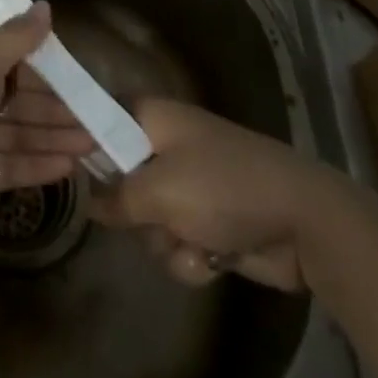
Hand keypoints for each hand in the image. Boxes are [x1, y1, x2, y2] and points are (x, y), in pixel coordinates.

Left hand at [0, 2, 95, 229]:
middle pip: (18, 98)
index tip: (78, 73)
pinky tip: (70, 169)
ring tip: (94, 145)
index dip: (43, 65)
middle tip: (98, 118)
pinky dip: (38, 165)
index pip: (9, 58)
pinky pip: (11, 164)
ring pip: (19, 132)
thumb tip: (45, 5)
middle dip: (57, 108)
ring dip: (54, 137)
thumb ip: (17, 37)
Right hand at [88, 97, 334, 289]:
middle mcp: (166, 147)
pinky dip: (191, 257)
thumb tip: (90, 202)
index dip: (83, 142)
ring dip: (165, 241)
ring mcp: (190, 186)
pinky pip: (177, 243)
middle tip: (147, 215)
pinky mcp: (210, 223)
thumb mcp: (160, 190)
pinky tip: (213, 260)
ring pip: (147, 220)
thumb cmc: (225, 188)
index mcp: (152, 119)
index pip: (101, 117)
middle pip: (120, 179)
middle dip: (134, 211)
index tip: (69, 168)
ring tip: (192, 243)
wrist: (307, 224)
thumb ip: (117, 197)